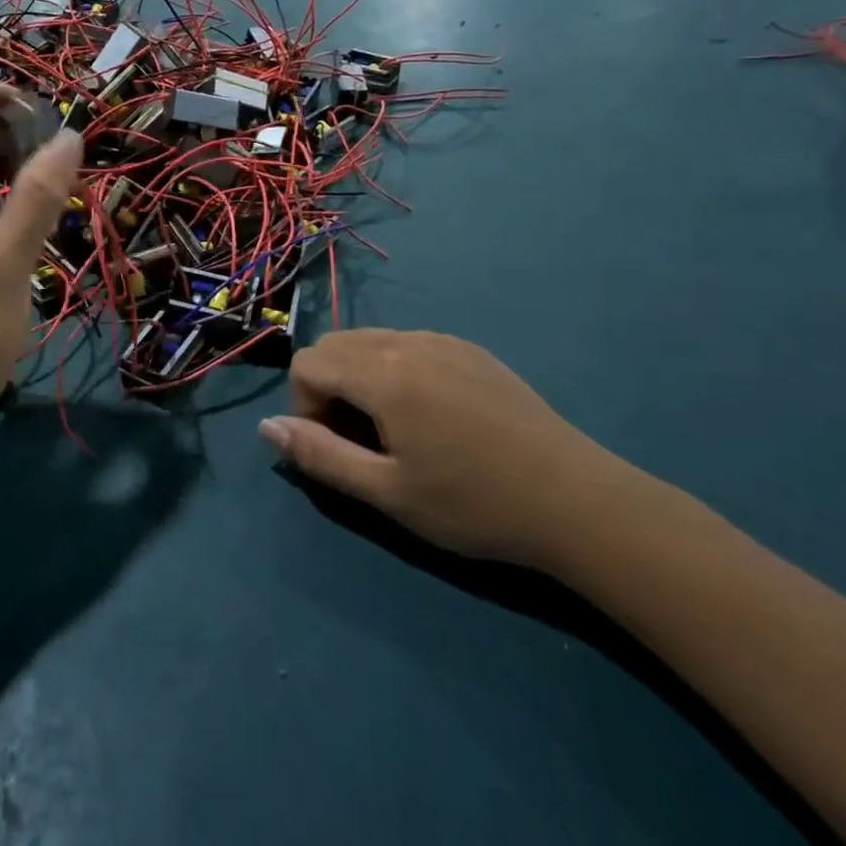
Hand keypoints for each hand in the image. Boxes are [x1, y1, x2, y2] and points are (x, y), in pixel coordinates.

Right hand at [260, 329, 638, 567]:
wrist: (578, 502)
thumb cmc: (473, 504)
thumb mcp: (386, 492)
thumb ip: (318, 455)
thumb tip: (266, 427)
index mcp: (383, 372)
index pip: (308, 362)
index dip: (306, 405)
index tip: (339, 447)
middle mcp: (408, 341)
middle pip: (335, 344)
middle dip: (328, 386)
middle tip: (362, 440)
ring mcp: (444, 340)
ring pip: (371, 341)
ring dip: (360, 377)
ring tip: (396, 431)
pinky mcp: (471, 350)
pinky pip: (409, 345)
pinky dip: (395, 370)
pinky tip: (433, 418)